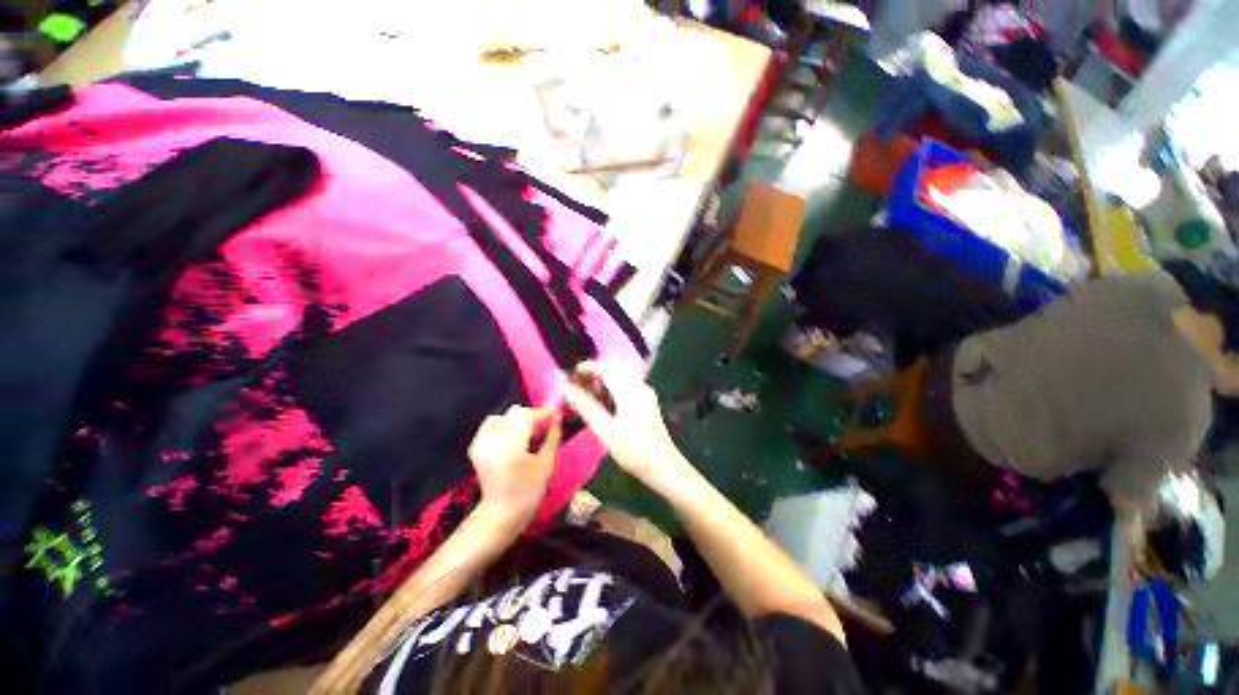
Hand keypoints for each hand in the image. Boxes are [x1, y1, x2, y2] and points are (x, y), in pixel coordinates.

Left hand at [468, 405, 561, 523]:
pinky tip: (514, 437)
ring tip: (530, 434)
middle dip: (533, 417)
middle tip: (546, 426)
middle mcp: (491, 440)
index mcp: (509, 447)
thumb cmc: (529, 492)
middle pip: (516, 413)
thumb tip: (558, 416)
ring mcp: (480, 442)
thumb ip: (553, 436)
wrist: (501, 513)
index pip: (527, 415)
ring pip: (505, 416)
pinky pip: (493, 423)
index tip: (556, 415)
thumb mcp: (546, 464)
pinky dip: (506, 424)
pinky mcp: (475, 445)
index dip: (543, 413)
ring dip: (520, 420)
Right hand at [563, 361, 685, 489]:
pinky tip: (602, 402)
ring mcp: (645, 393)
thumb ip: (586, 406)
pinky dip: (611, 388)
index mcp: (630, 390)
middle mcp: (639, 386)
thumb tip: (568, 389)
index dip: (586, 368)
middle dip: (593, 374)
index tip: (569, 376)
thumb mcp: (605, 429)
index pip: (605, 368)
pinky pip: (625, 386)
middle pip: (613, 370)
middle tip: (575, 386)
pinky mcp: (646, 402)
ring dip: (602, 381)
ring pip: (619, 378)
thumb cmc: (633, 450)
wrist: (663, 466)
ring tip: (585, 394)